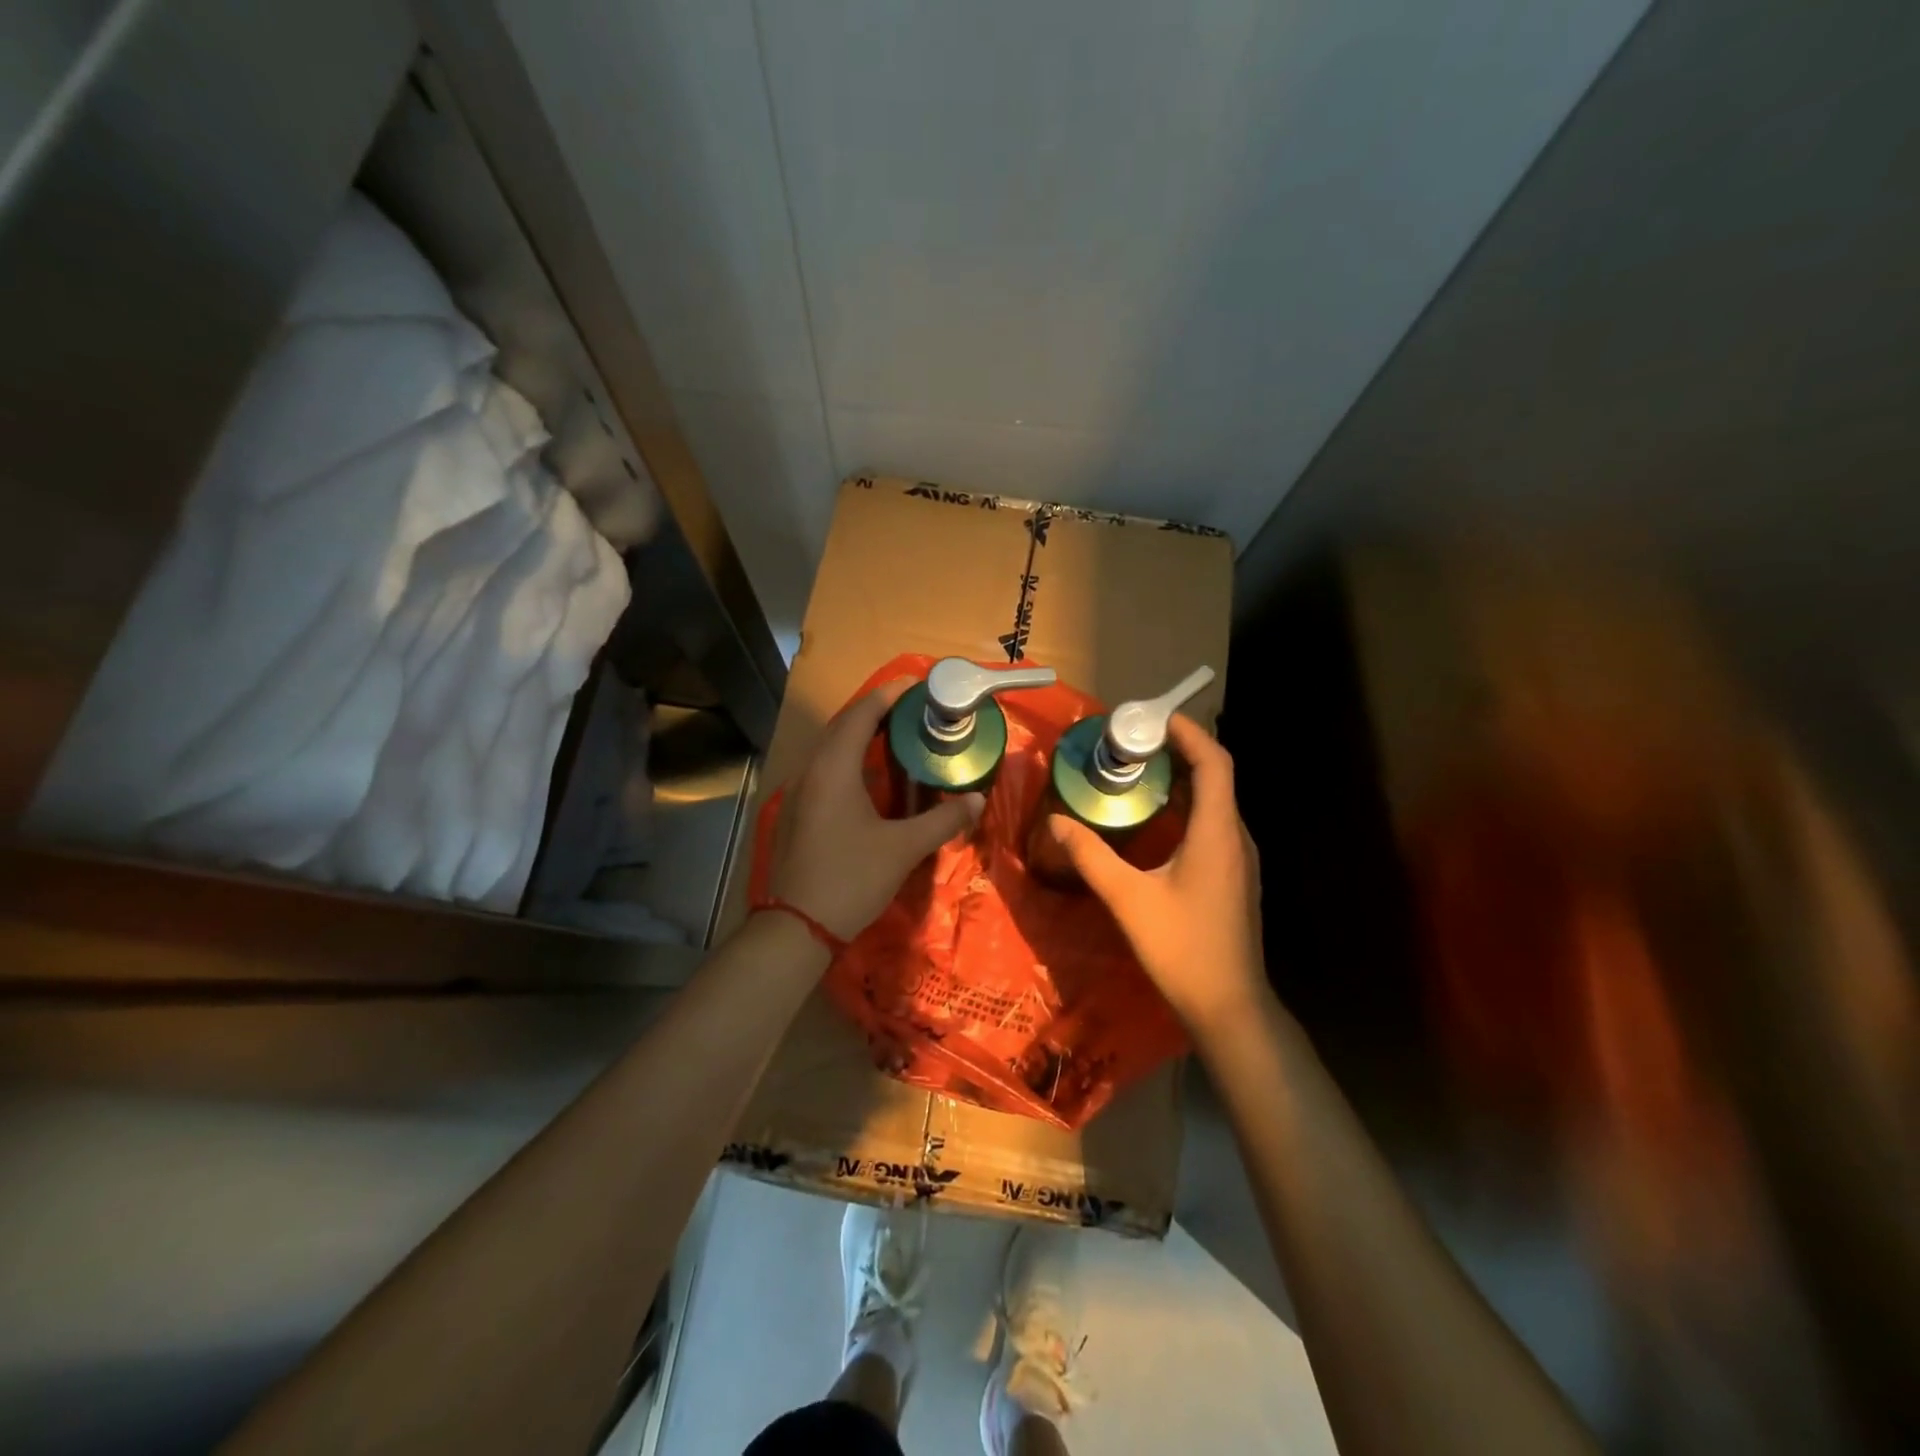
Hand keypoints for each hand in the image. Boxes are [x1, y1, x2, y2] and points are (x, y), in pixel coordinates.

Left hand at [766, 679, 983, 940]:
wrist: (796, 927)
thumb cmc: (851, 879)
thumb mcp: (903, 848)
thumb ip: (942, 820)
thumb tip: (977, 800)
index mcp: (834, 769)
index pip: (861, 714)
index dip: (888, 695)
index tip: (916, 685)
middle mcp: (811, 771)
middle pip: (842, 726)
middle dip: (876, 712)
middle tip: (913, 710)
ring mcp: (799, 793)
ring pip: (831, 750)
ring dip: (860, 737)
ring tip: (896, 737)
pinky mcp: (797, 813)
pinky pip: (825, 771)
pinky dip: (850, 761)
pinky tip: (871, 778)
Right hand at [1047, 716, 1268, 1038]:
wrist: (1229, 1006)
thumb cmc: (1181, 948)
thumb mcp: (1127, 899)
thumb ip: (1090, 855)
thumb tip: (1055, 821)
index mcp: (1217, 832)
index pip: (1214, 762)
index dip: (1187, 732)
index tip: (1151, 718)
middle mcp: (1235, 837)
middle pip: (1215, 775)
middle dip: (1178, 750)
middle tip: (1133, 743)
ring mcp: (1239, 859)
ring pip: (1215, 801)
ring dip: (1182, 779)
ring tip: (1139, 771)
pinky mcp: (1233, 876)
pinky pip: (1212, 823)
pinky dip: (1186, 806)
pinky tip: (1155, 819)